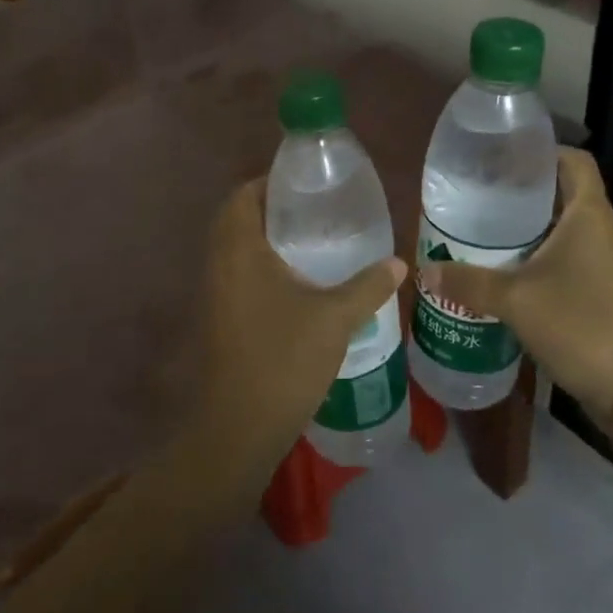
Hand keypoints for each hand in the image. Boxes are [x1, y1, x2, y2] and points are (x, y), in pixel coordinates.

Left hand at [186, 178, 404, 483]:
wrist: (238, 429)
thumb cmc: (283, 360)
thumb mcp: (334, 319)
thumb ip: (367, 286)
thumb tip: (398, 263)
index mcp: (239, 250)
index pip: (242, 196)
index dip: (269, 183)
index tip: (306, 186)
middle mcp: (218, 264)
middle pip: (238, 220)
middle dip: (273, 211)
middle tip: (315, 214)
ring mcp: (214, 294)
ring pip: (236, 250)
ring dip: (267, 241)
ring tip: (313, 244)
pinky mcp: (219, 319)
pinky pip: (237, 276)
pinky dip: (262, 269)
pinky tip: (298, 286)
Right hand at [419, 148, 612, 435]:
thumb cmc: (579, 323)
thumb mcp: (514, 299)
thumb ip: (468, 282)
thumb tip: (425, 272)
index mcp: (589, 214)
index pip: (573, 160)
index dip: (542, 152)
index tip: (503, 158)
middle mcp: (604, 230)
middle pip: (564, 193)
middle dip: (524, 192)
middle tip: (480, 195)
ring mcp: (608, 262)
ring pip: (565, 228)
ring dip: (530, 228)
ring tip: (486, 231)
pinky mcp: (606, 291)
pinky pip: (570, 258)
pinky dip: (541, 257)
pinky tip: (508, 272)